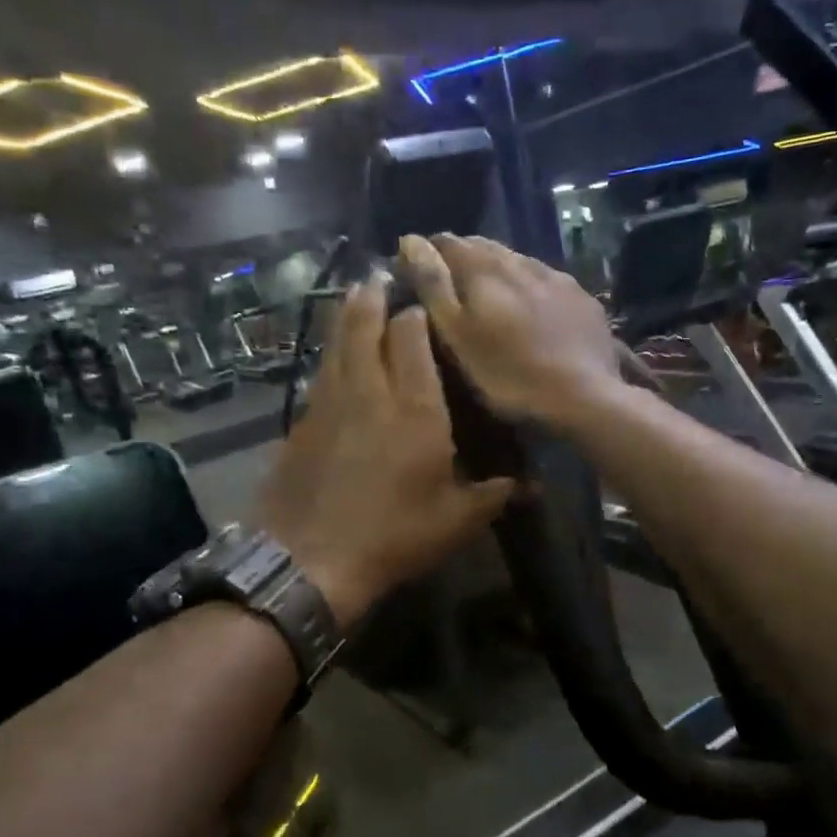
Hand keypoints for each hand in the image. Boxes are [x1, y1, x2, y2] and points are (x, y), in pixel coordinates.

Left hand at [253, 278, 516, 627]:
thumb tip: (532, 484)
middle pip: (368, 327)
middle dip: (376, 298)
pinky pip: (321, 370)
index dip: (417, 316)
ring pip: (338, 342)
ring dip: (347, 313)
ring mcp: (331, 402)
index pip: (412, 339)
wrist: (309, 559)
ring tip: (356, 291)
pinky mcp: (304, 420)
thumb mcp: (455, 522)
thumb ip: (493, 494)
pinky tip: (333, 351)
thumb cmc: (392, 537)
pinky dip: (330, 350)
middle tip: (382, 277)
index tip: (423, 305)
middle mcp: (372, 391)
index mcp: (416, 409)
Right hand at [398, 233, 622, 426]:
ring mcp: (557, 278)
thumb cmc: (508, 374)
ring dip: (498, 271)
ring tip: (489, 297)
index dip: (426, 253)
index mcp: (485, 268)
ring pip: (517, 261)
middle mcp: (521, 261)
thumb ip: (433, 285)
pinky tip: (532, 309)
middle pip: (483, 247)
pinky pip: (547, 281)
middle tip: (450, 286)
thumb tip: (410, 239)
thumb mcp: (457, 335)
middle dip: (462, 259)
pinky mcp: (583, 298)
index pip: (446, 242)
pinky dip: (530, 287)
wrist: (584, 396)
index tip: (415, 274)